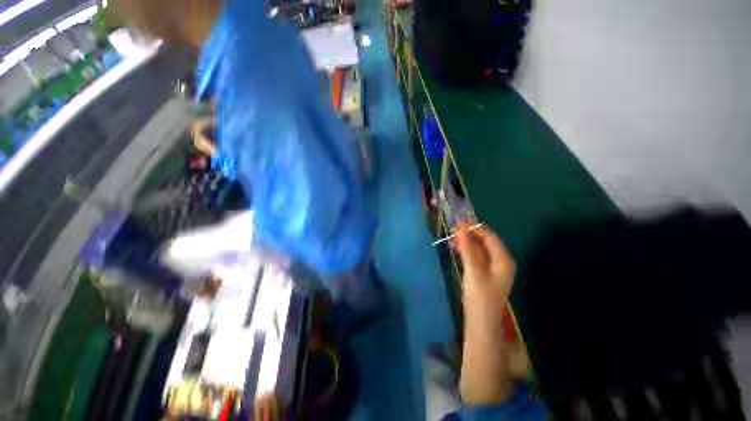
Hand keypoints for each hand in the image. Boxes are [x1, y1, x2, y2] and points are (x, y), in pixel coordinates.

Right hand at [453, 224, 514, 324]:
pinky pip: (477, 256)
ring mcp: (493, 267)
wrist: (481, 322)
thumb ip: (468, 250)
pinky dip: (467, 251)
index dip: (474, 228)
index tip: (457, 226)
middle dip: (469, 234)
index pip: (489, 236)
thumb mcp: (474, 271)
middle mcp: (501, 261)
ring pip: (480, 248)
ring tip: (452, 240)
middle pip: (485, 241)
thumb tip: (462, 230)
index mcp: (503, 259)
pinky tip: (457, 249)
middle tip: (452, 232)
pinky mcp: (485, 273)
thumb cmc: (480, 297)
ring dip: (467, 242)